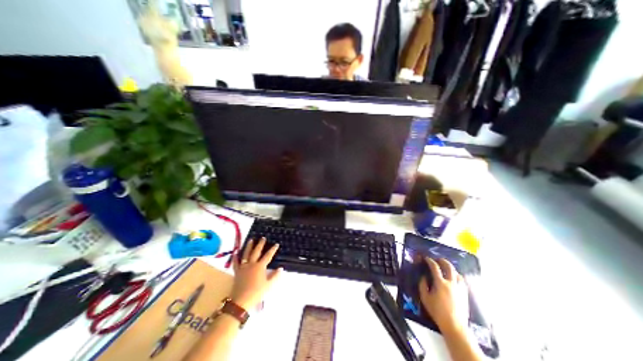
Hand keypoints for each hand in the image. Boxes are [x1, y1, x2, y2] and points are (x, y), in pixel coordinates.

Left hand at [229, 236, 281, 309]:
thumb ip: (275, 276)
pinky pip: (236, 262)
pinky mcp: (237, 272)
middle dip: (260, 244)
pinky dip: (235, 257)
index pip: (268, 255)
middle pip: (256, 251)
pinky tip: (235, 252)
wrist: (241, 301)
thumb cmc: (256, 293)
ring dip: (249, 246)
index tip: (276, 244)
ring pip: (246, 254)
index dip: (273, 249)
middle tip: (263, 238)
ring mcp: (243, 267)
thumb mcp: (269, 285)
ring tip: (251, 240)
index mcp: (260, 266)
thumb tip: (281, 268)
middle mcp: (252, 264)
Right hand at [417, 258, 466, 333]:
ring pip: (457, 273)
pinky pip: (462, 280)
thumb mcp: (425, 298)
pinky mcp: (465, 294)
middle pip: (449, 267)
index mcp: (440, 283)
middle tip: (438, 259)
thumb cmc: (437, 311)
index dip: (430, 261)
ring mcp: (460, 288)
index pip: (435, 267)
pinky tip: (454, 278)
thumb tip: (424, 277)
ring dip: (450, 268)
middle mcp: (451, 283)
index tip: (426, 258)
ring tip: (446, 268)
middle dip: (442, 261)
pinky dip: (457, 276)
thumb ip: (422, 285)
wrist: (454, 326)